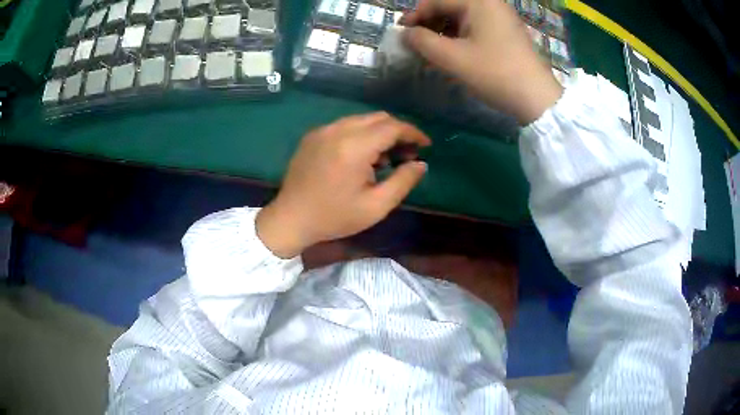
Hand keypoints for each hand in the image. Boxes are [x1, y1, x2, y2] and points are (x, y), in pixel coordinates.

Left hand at [256, 112, 430, 257]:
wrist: (291, 219)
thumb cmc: (334, 217)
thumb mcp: (376, 206)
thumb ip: (403, 181)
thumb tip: (421, 164)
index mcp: (354, 147)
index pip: (392, 127)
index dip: (413, 133)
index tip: (426, 145)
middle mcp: (338, 130)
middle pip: (378, 118)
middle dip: (398, 132)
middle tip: (407, 154)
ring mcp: (322, 130)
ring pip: (361, 120)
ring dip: (379, 133)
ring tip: (386, 159)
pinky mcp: (313, 135)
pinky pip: (344, 126)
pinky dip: (360, 134)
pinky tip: (361, 157)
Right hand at [403, 0, 562, 123]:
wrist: (537, 98)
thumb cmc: (494, 73)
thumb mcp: (452, 58)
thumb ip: (422, 41)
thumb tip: (405, 34)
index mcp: (478, 2)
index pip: (436, 1)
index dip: (415, 16)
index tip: (402, 34)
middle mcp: (490, 4)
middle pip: (449, 8)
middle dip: (430, 26)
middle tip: (417, 45)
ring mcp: (501, 18)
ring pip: (462, 20)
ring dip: (444, 34)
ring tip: (432, 54)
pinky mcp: (506, 33)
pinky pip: (476, 29)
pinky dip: (460, 40)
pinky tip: (453, 55)